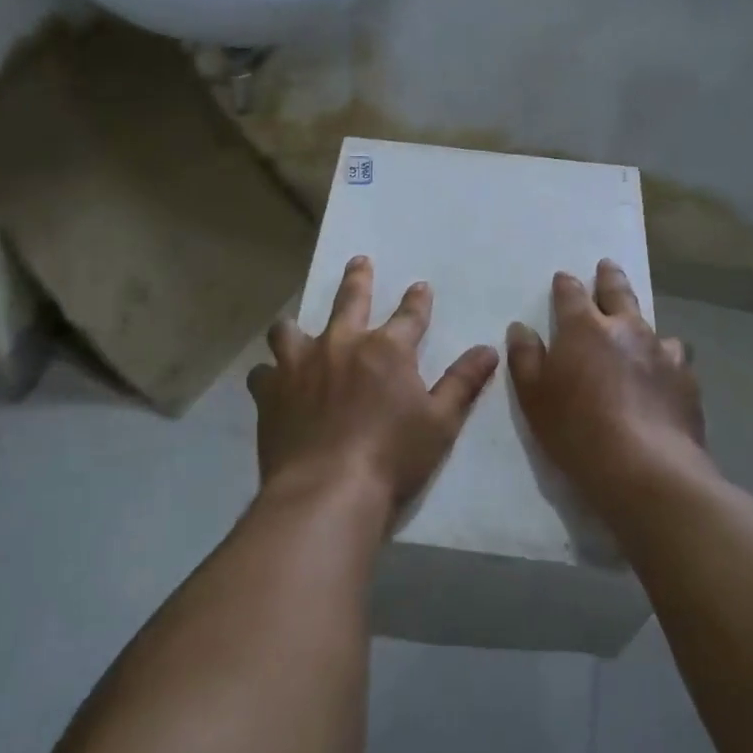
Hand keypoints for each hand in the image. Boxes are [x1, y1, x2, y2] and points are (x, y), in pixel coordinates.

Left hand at [248, 257, 499, 527]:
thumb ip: (462, 382)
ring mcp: (300, 365)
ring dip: (296, 327)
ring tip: (295, 328)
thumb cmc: (392, 457)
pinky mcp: (271, 391)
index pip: (410, 314)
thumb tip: (488, 349)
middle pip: (350, 300)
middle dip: (358, 279)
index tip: (420, 286)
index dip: (418, 300)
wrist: (327, 490)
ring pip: (290, 329)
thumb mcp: (440, 422)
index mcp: (387, 349)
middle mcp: (341, 345)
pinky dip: (270, 374)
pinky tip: (272, 383)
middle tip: (359, 262)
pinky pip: (263, 372)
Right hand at [507, 260, 709, 511]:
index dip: (566, 285)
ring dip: (642, 323)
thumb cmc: (576, 429)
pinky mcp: (686, 380)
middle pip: (618, 294)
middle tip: (607, 266)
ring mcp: (661, 352)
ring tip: (640, 329)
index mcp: (584, 328)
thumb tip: (520, 328)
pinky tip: (664, 373)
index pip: (571, 294)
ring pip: (652, 325)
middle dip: (609, 278)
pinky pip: (675, 358)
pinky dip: (665, 358)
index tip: (563, 278)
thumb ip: (525, 358)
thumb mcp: (534, 396)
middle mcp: (626, 329)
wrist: (645, 467)